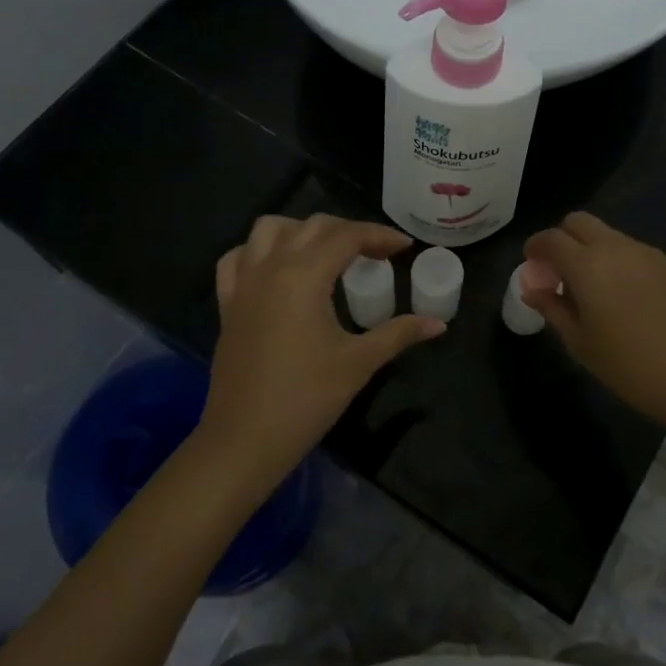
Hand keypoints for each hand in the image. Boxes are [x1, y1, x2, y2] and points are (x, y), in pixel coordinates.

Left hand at [202, 215, 443, 489]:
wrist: (245, 439)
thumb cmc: (307, 399)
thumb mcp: (359, 363)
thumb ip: (398, 334)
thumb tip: (438, 324)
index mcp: (304, 276)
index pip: (346, 236)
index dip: (380, 236)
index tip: (405, 247)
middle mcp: (270, 267)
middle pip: (312, 226)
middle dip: (348, 231)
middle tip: (376, 253)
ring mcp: (243, 283)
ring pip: (269, 230)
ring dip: (301, 230)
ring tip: (326, 253)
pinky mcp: (227, 304)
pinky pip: (238, 258)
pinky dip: (259, 251)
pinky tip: (277, 268)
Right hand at [521, 212, 665, 430]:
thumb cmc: (628, 366)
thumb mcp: (580, 342)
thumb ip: (552, 307)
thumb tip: (532, 288)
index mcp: (587, 265)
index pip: (551, 239)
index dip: (535, 247)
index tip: (531, 264)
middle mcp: (616, 248)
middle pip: (579, 222)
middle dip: (562, 238)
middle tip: (559, 272)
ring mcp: (647, 253)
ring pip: (608, 235)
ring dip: (592, 250)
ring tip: (594, 288)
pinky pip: (634, 252)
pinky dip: (619, 262)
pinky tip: (627, 297)